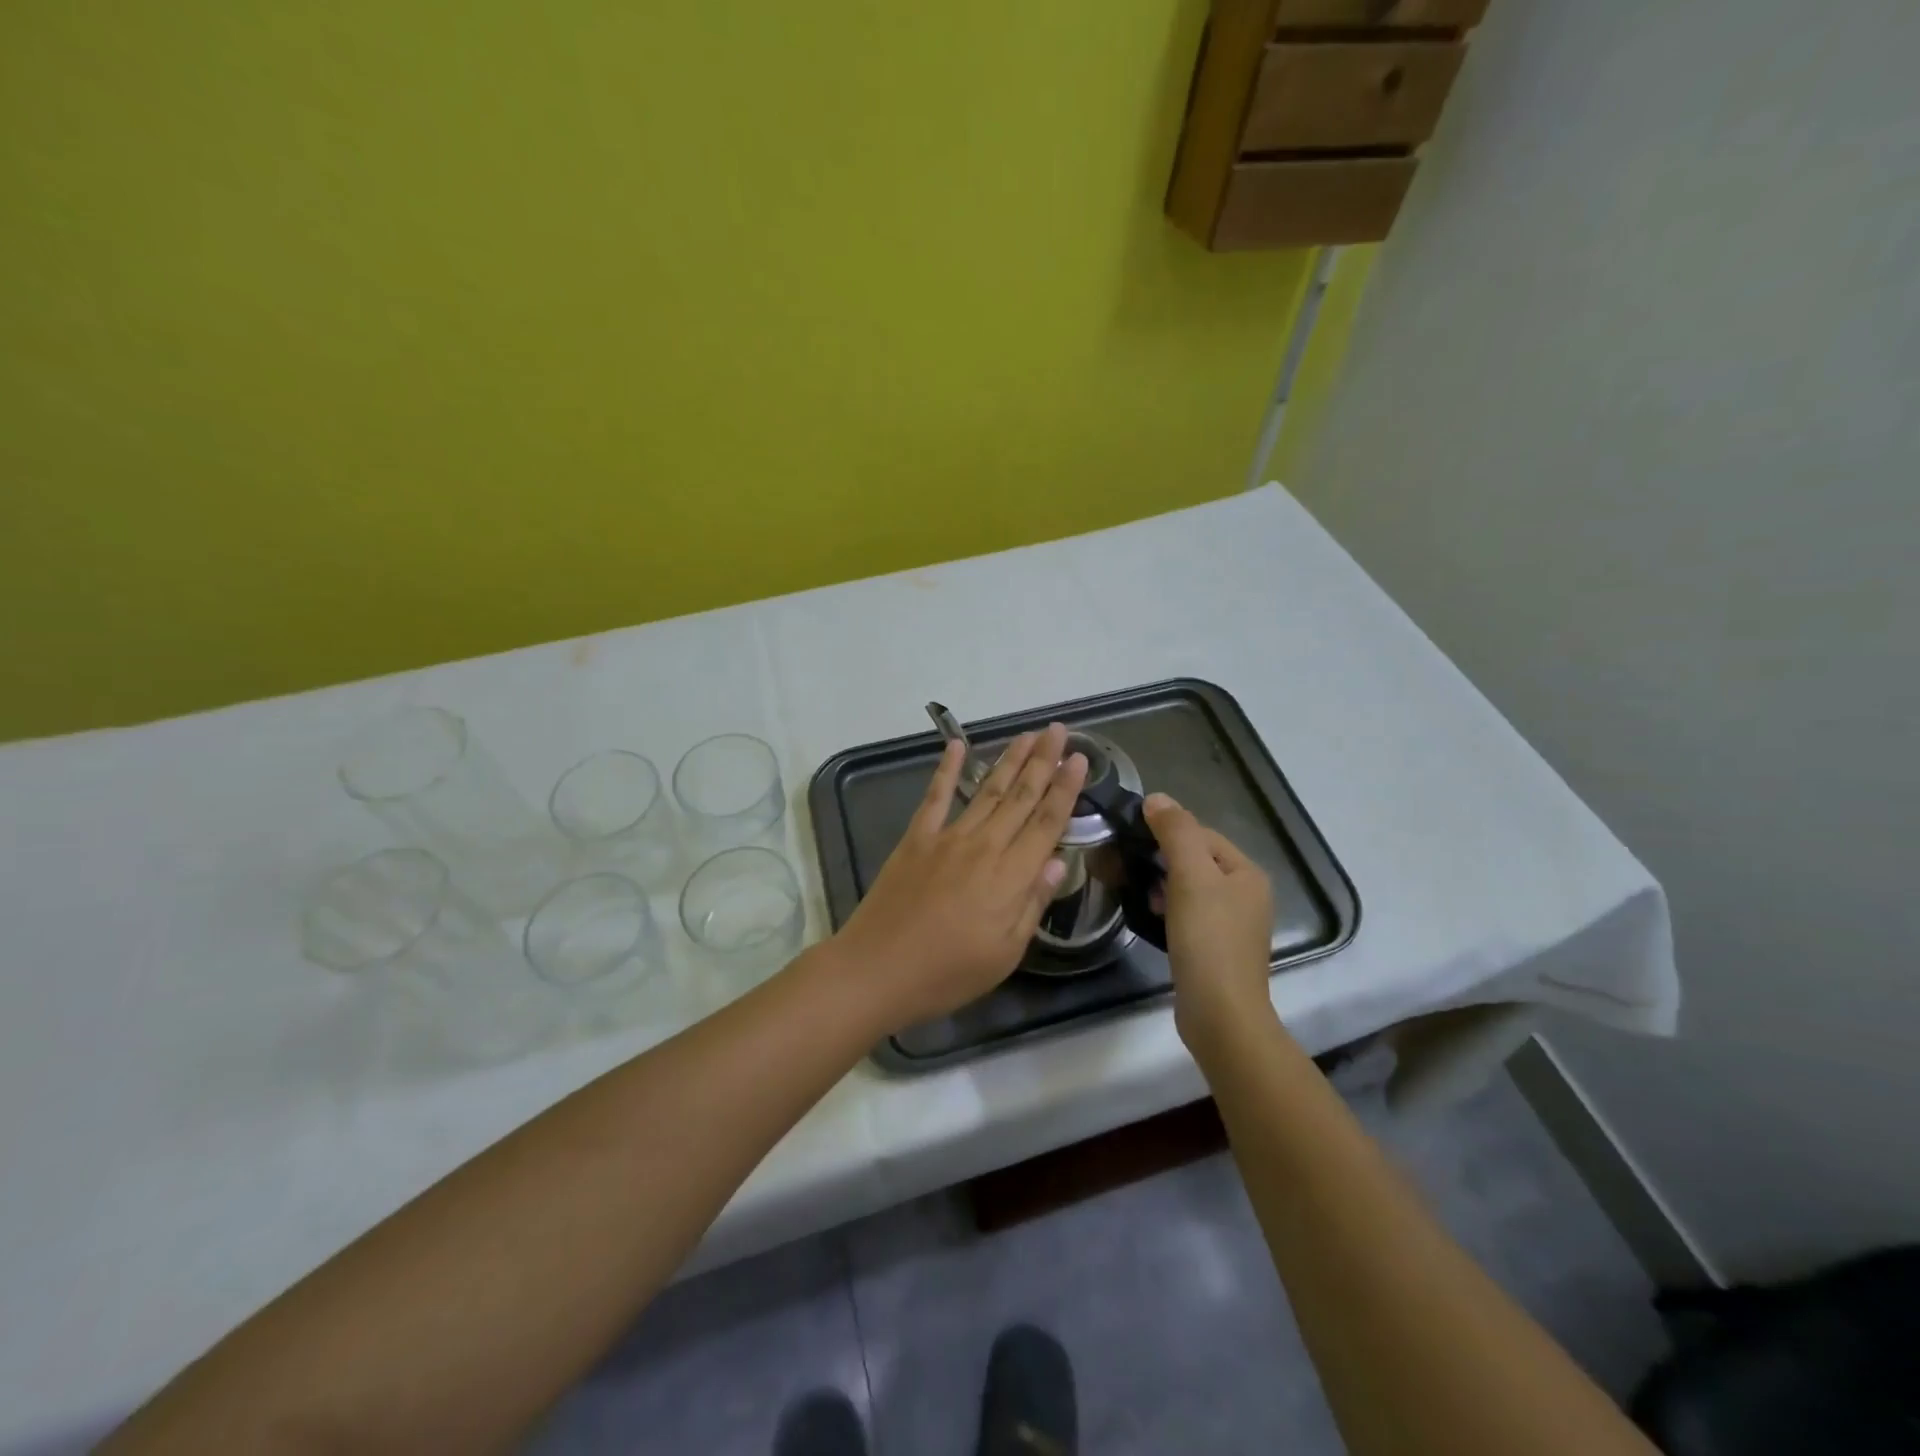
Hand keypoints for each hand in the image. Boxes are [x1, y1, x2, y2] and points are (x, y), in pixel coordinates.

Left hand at [831, 724, 1088, 1028]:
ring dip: (1009, 760)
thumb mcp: (1006, 952)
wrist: (878, 969)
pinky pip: (935, 796)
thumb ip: (1033, 903)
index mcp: (1012, 875)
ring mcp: (947, 837)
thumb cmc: (948, 972)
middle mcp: (984, 845)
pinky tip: (956, 745)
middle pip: (1021, 796)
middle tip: (1058, 730)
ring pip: (986, 789)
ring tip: (1027, 735)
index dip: (1066, 789)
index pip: (1047, 822)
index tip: (1079, 759)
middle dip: (1043, 761)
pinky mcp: (916, 838)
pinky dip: (946, 768)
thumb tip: (1059, 861)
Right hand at [1143, 793, 1275, 1051]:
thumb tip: (1157, 798)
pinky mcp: (1215, 949)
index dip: (1167, 831)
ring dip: (1161, 884)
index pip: (1202, 834)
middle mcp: (1246, 895)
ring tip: (1135, 889)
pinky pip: (1188, 914)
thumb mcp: (1191, 877)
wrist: (1220, 1014)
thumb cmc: (1208, 939)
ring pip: (1189, 888)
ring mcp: (1232, 924)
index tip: (1131, 837)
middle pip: (1196, 860)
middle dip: (1161, 858)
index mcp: (1247, 873)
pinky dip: (1167, 909)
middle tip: (1127, 864)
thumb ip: (1176, 833)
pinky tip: (1149, 915)